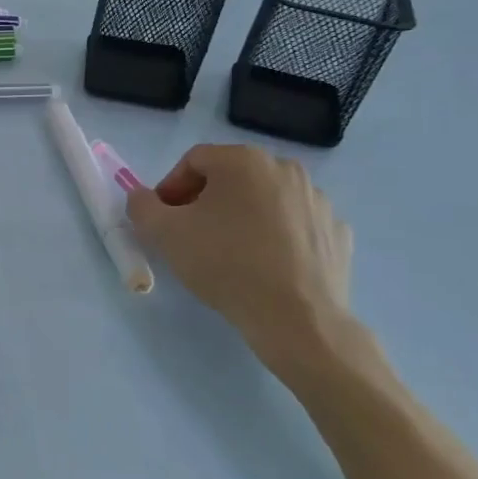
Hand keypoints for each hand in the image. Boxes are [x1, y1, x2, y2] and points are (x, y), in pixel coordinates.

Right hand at [125, 144, 353, 346]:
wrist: (296, 317)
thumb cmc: (225, 264)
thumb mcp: (164, 233)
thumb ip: (141, 206)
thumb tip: (142, 197)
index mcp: (243, 161)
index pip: (194, 161)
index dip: (170, 187)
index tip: (163, 218)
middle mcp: (285, 169)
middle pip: (231, 177)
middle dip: (205, 200)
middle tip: (190, 234)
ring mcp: (317, 200)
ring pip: (265, 199)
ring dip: (241, 216)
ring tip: (228, 252)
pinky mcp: (336, 231)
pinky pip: (294, 225)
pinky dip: (276, 236)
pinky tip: (265, 264)